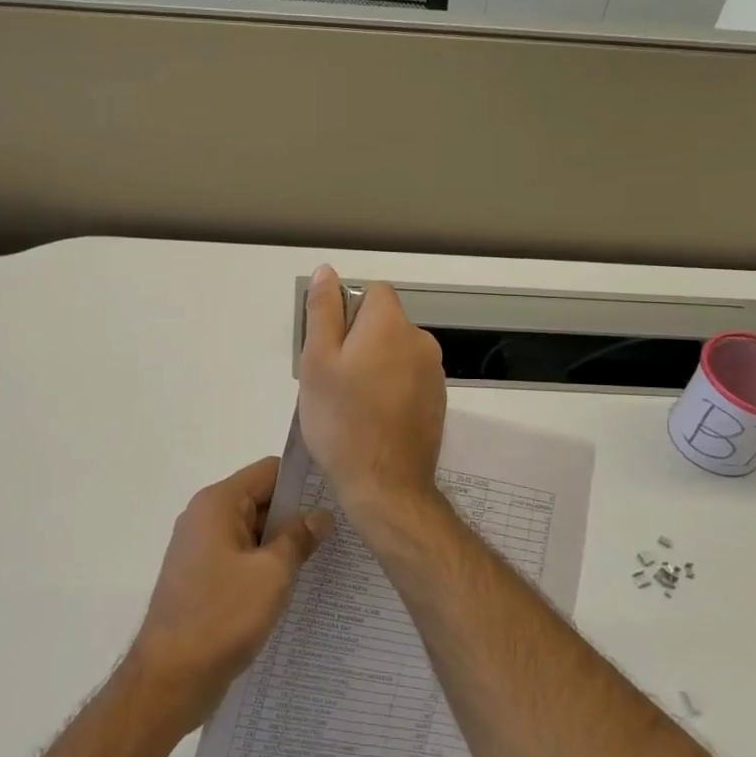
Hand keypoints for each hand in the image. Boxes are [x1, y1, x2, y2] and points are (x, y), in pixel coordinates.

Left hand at [128, 457, 332, 731]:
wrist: (168, 681)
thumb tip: (321, 514)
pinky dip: (266, 566)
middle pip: (261, 499)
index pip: (269, 471)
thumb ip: (298, 538)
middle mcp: (205, 517)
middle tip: (340, 532)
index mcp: (218, 503)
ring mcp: (201, 549)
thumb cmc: (221, 617)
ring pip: (253, 532)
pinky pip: (242, 558)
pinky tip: (295, 586)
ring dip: (283, 544)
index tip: (338, 497)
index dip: (304, 481)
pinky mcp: (202, 578)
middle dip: (297, 515)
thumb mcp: (271, 574)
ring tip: (326, 559)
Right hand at [297, 265, 446, 522]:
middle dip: (359, 340)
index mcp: (391, 324)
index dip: (347, 311)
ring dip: (375, 365)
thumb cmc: (342, 420)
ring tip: (351, 403)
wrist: (386, 485)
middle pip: (384, 322)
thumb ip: (323, 311)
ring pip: (395, 352)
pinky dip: (391, 387)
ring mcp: (434, 373)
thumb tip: (328, 271)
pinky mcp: (437, 401)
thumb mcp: (318, 361)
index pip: (373, 292)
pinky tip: (373, 418)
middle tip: (333, 379)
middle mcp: (421, 340)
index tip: (330, 346)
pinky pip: (408, 378)